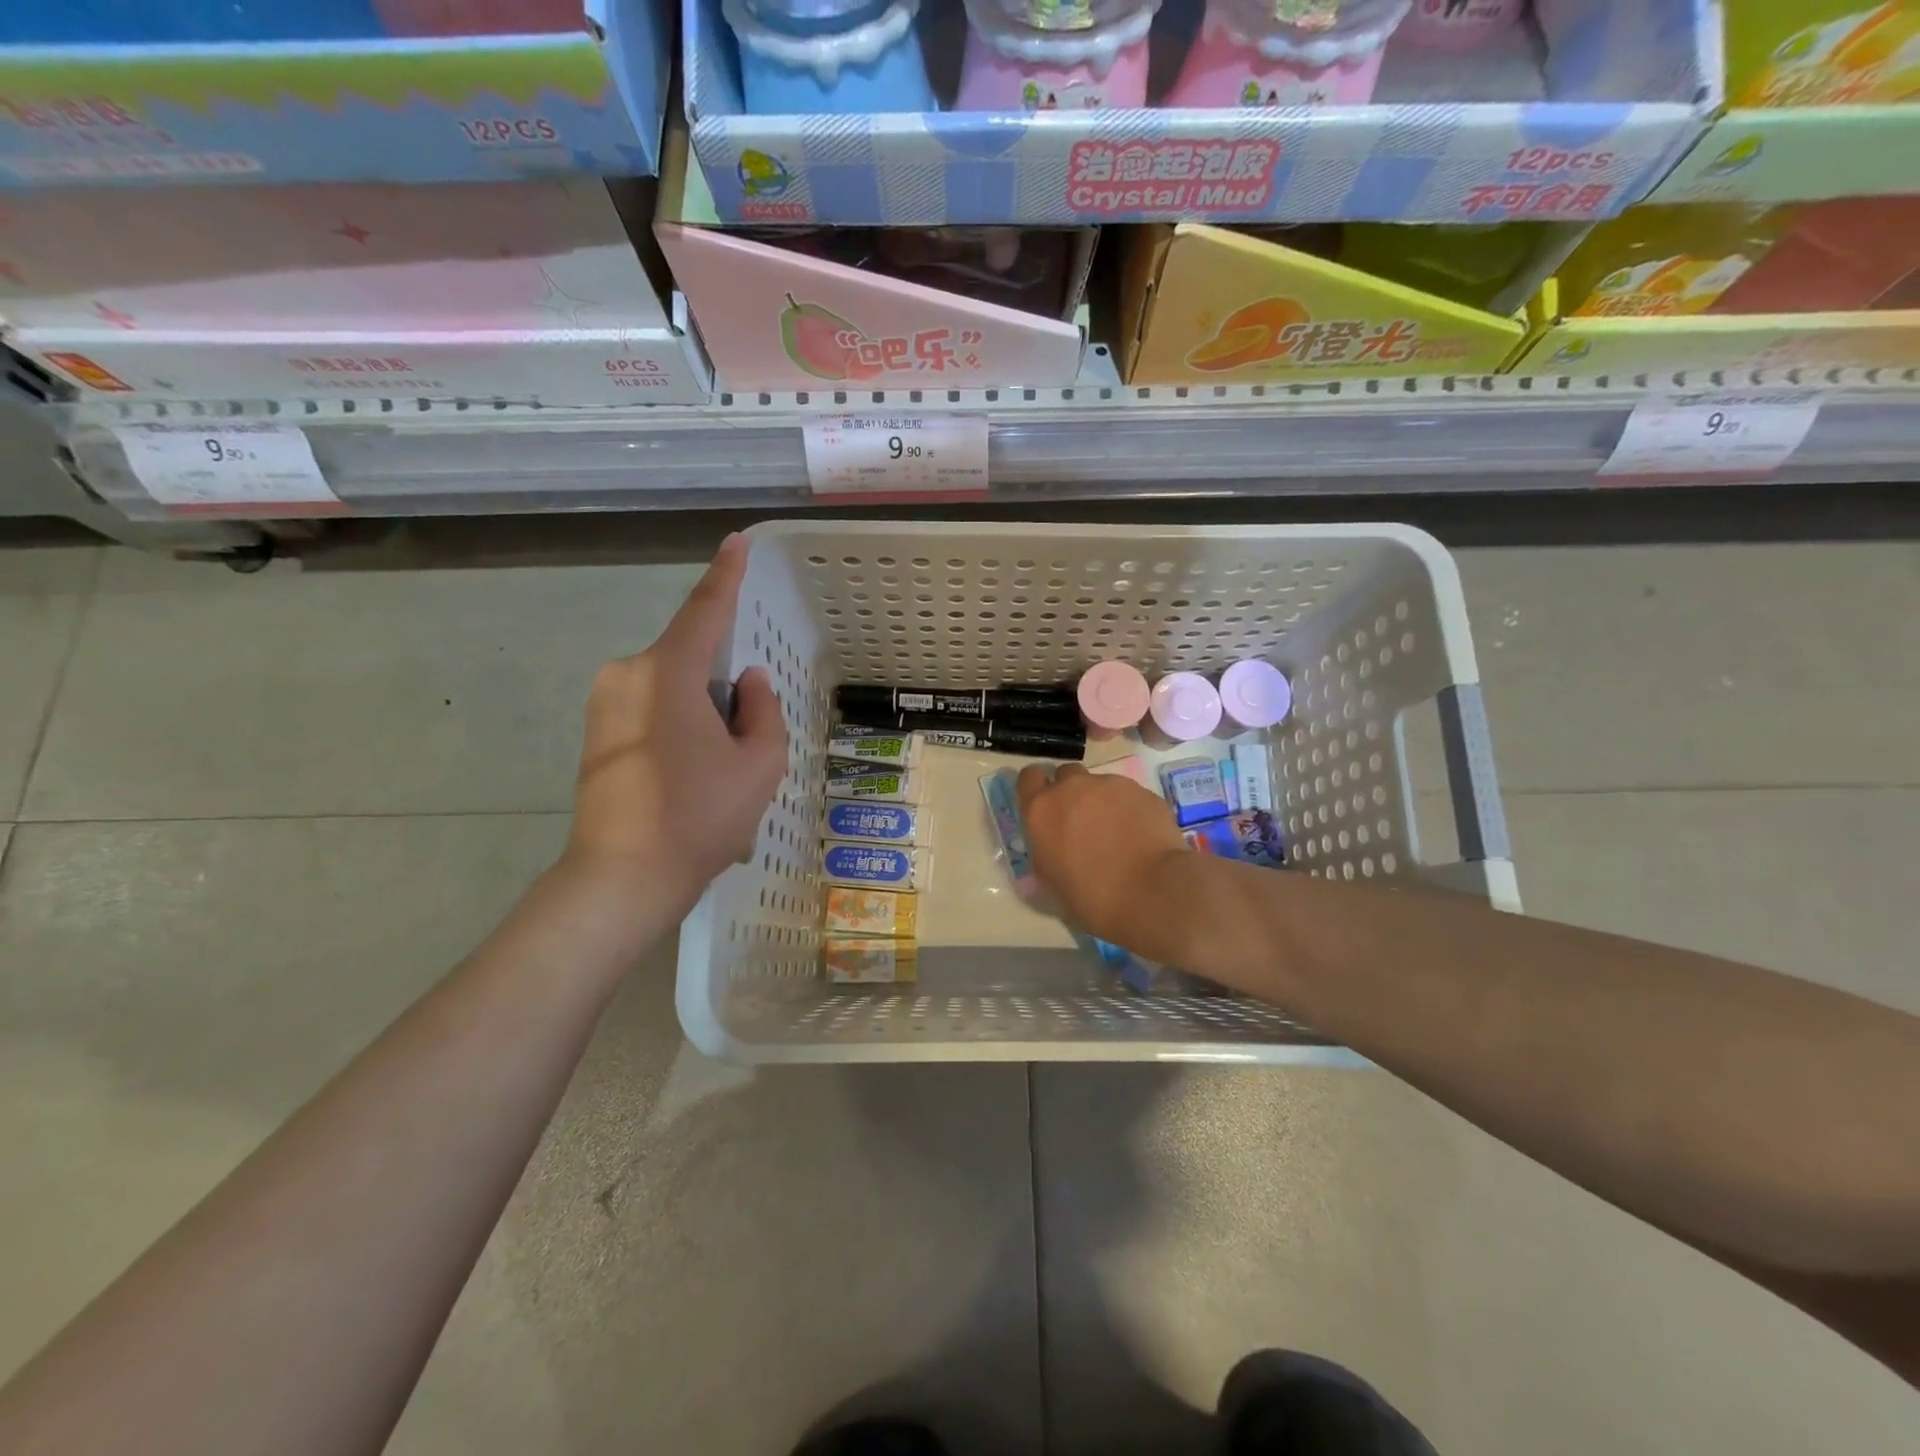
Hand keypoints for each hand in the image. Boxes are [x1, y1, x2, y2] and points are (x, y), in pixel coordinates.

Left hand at [560, 535, 786, 917]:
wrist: (622, 878)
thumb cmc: (699, 817)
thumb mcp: (759, 764)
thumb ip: (763, 711)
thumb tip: (748, 683)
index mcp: (667, 672)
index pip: (705, 610)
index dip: (726, 575)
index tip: (735, 543)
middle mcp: (627, 673)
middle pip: (692, 659)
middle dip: (724, 688)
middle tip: (744, 744)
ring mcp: (604, 703)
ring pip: (673, 688)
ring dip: (704, 714)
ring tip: (716, 773)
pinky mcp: (596, 732)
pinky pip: (652, 709)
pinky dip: (681, 728)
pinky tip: (690, 779)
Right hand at [1016, 763, 1187, 946]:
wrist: (1152, 893)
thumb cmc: (1092, 897)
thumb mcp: (1051, 882)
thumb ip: (1045, 853)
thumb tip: (1051, 847)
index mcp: (1041, 810)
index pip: (1028, 778)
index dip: (1036, 790)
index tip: (1045, 808)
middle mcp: (1072, 788)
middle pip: (1066, 775)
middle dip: (1071, 793)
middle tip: (1081, 823)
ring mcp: (1110, 785)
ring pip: (1100, 785)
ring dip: (1102, 802)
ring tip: (1117, 834)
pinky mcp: (1143, 791)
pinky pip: (1129, 795)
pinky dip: (1130, 809)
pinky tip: (1140, 836)